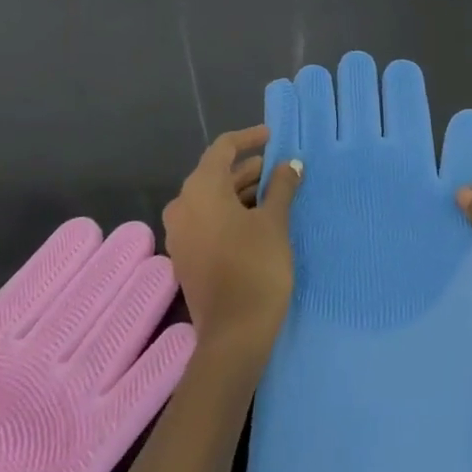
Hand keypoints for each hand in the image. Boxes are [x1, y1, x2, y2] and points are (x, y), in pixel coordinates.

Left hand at [162, 126, 301, 368]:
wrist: (234, 335)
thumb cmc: (256, 266)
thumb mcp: (275, 221)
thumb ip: (282, 186)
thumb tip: (290, 164)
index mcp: (200, 190)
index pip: (222, 148)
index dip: (249, 138)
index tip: (273, 136)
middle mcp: (183, 206)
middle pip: (216, 174)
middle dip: (248, 168)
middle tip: (280, 167)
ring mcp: (181, 234)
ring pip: (212, 199)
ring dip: (241, 191)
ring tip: (275, 192)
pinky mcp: (186, 256)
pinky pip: (207, 219)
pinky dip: (231, 212)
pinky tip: (258, 218)